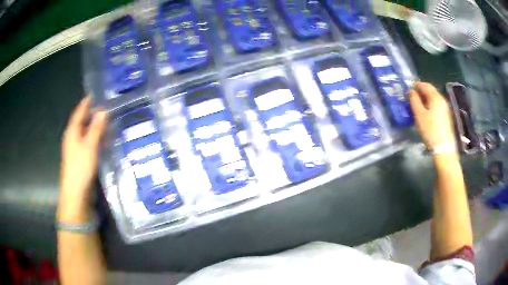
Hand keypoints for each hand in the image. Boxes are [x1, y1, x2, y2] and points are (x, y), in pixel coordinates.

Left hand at [58, 97, 106, 223]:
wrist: (76, 192)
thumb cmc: (81, 166)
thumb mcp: (90, 145)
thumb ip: (96, 128)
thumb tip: (103, 110)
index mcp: (72, 132)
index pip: (79, 112)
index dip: (86, 103)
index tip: (93, 94)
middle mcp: (72, 138)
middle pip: (81, 122)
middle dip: (91, 114)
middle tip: (103, 106)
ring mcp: (75, 149)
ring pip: (85, 133)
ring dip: (94, 127)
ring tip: (105, 121)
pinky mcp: (80, 158)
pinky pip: (87, 143)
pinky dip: (94, 138)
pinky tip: (102, 140)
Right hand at [409, 82, 454, 149]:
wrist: (444, 147)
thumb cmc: (430, 130)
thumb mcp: (419, 115)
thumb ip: (414, 100)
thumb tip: (411, 91)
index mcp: (435, 97)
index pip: (425, 85)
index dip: (416, 84)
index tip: (409, 87)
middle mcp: (441, 99)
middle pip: (431, 90)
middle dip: (421, 90)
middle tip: (413, 95)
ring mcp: (445, 108)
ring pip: (434, 98)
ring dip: (426, 98)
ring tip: (418, 103)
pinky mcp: (446, 116)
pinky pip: (437, 105)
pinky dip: (430, 104)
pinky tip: (426, 111)